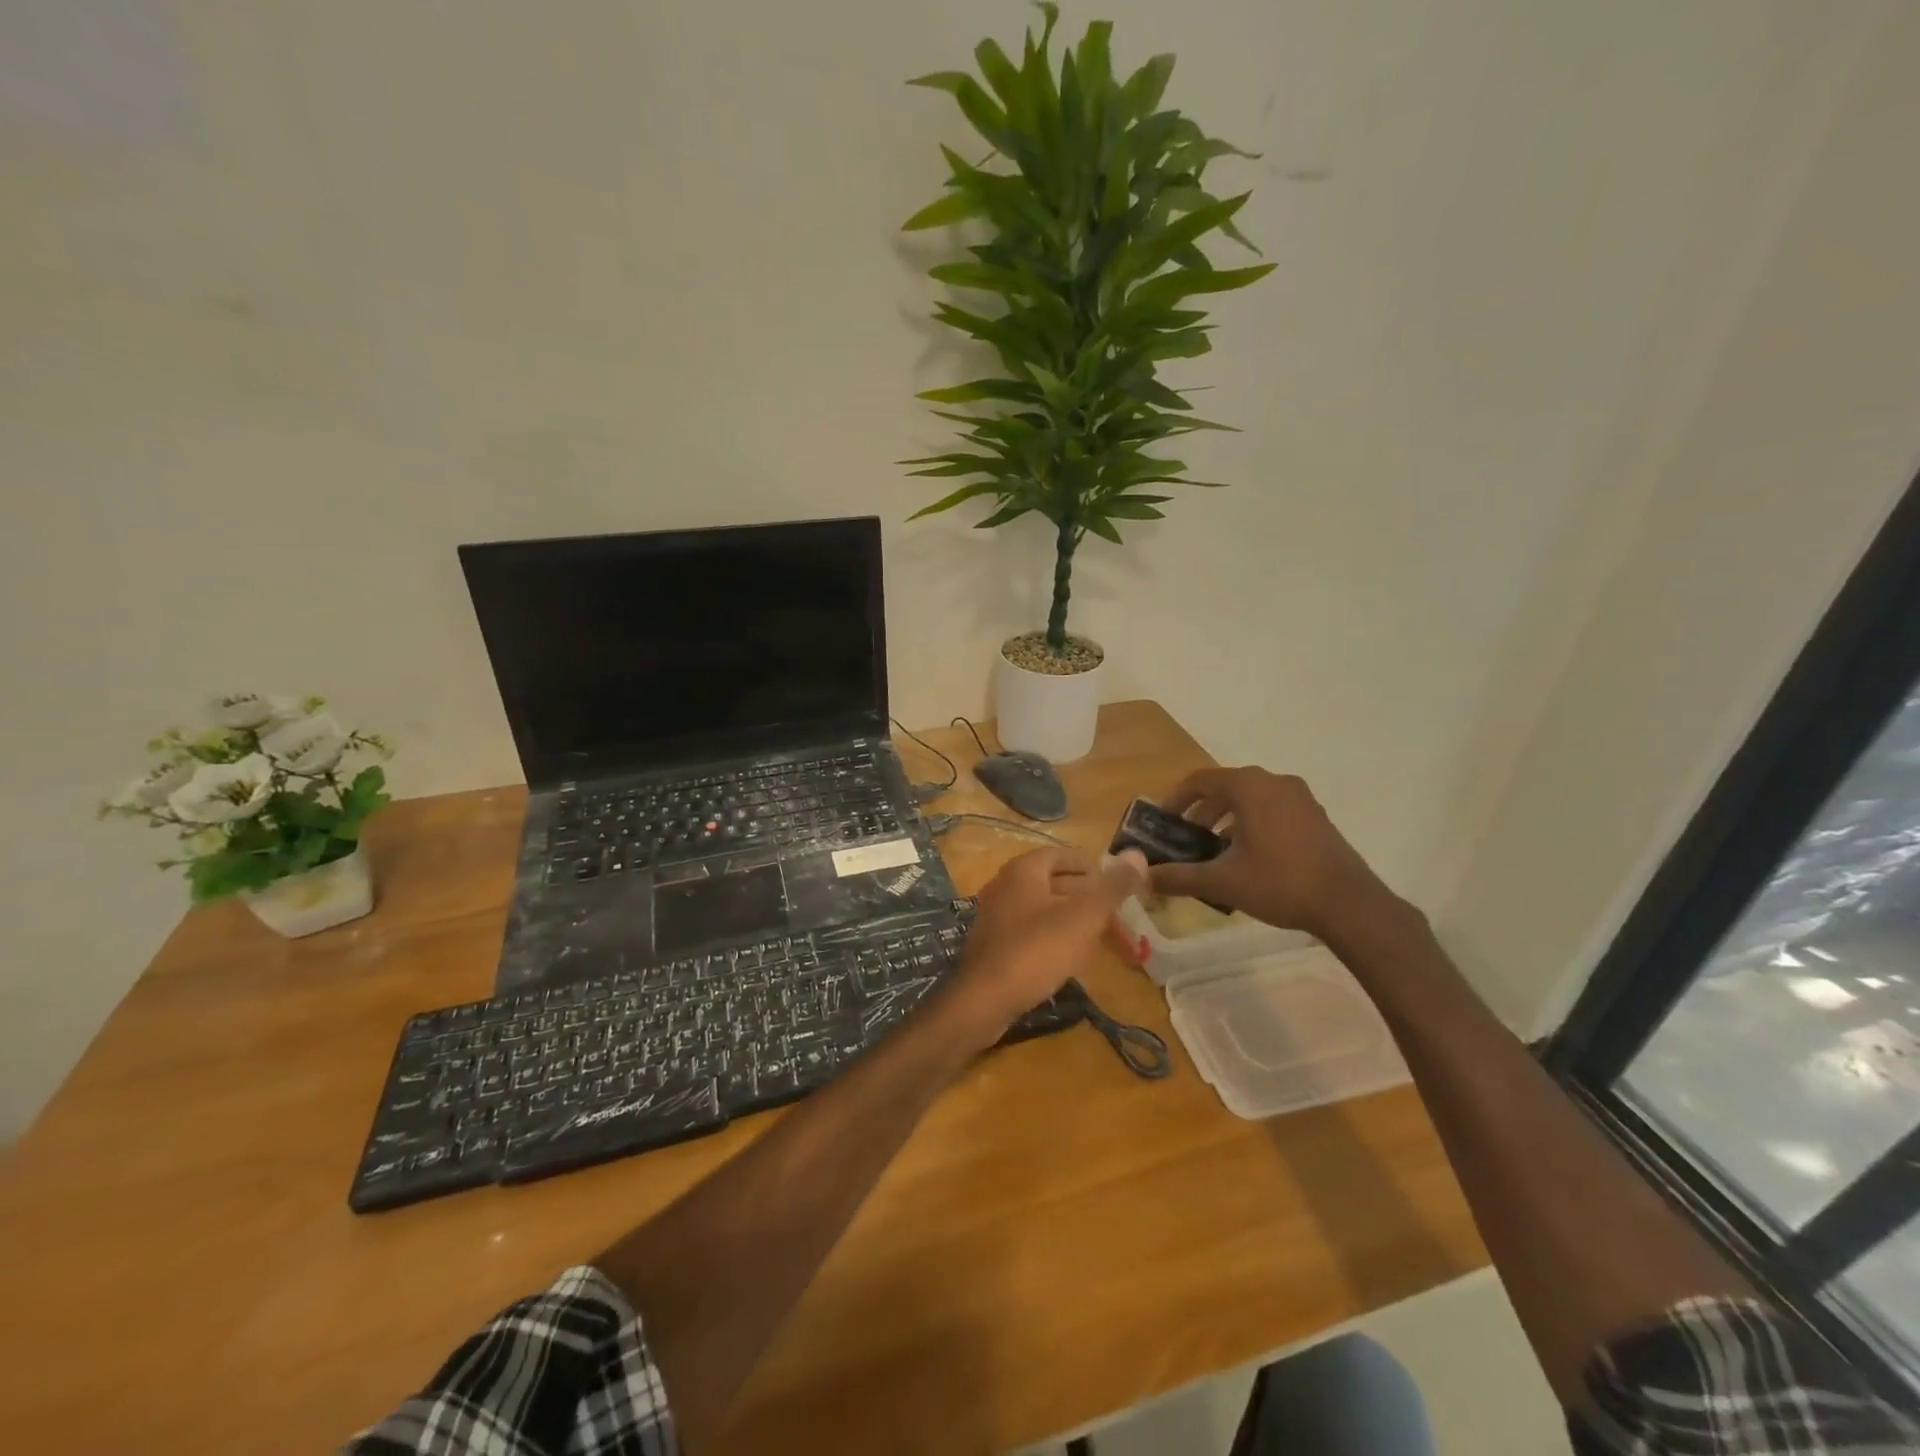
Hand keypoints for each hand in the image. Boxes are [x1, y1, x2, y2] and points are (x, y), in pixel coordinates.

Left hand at [944, 846, 1147, 1043]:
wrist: (983, 1000)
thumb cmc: (1036, 950)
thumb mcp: (1083, 917)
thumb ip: (1112, 887)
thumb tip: (1139, 854)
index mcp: (1023, 870)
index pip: (1062, 855)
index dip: (1092, 866)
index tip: (1117, 884)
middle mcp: (1005, 885)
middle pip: (1053, 881)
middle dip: (1087, 896)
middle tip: (1116, 915)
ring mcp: (995, 915)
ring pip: (1043, 907)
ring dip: (1072, 918)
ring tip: (1100, 936)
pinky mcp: (993, 944)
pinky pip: (1029, 930)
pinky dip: (1053, 935)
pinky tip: (1070, 956)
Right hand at [1148, 767, 1404, 943]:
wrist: (1349, 905)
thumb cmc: (1279, 883)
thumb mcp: (1222, 882)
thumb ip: (1179, 877)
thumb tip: (1144, 877)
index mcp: (1249, 786)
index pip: (1200, 780)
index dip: (1175, 799)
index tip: (1163, 822)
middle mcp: (1275, 782)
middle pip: (1225, 787)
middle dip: (1201, 812)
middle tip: (1186, 839)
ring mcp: (1300, 798)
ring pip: (1251, 799)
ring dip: (1226, 819)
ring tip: (1214, 851)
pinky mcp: (1316, 816)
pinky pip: (1272, 809)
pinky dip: (1252, 824)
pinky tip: (1248, 857)